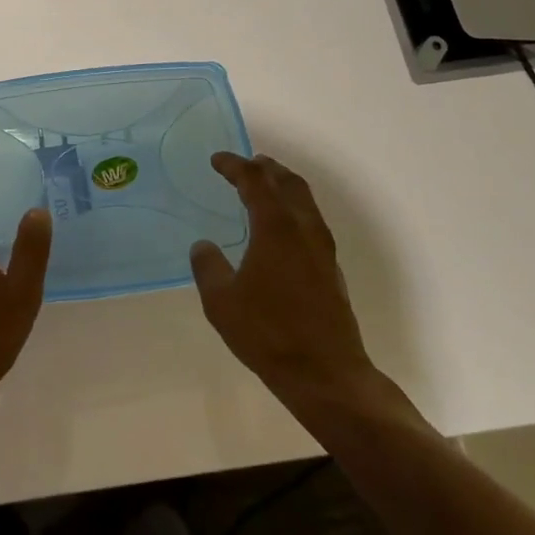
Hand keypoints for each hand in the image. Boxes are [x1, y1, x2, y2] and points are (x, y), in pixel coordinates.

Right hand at [190, 153, 377, 413]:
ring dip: (284, 186)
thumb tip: (203, 246)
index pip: (254, 181)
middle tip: (246, 164)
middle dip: (266, 168)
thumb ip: (208, 267)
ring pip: (305, 201)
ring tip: (265, 187)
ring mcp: (322, 249)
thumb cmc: (269, 333)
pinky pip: (311, 221)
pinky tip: (280, 228)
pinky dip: (293, 209)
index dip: (234, 165)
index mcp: (276, 227)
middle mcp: (303, 229)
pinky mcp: (331, 269)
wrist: (326, 374)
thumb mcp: (222, 302)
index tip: (217, 160)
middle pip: (288, 183)